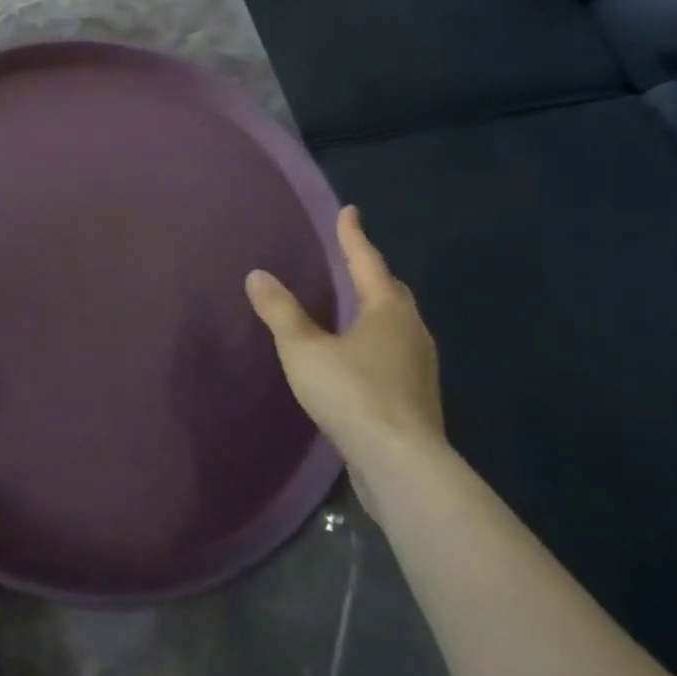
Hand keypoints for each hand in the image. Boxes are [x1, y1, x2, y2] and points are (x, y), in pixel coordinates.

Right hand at [247, 207, 443, 514]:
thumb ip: (281, 311)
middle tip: (350, 260)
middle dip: (370, 272)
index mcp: (387, 310)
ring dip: (375, 308)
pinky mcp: (416, 397)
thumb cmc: (353, 393)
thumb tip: (257, 275)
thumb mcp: (304, 349)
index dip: (353, 235)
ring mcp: (419, 366)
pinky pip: (394, 352)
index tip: (349, 210)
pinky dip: (375, 341)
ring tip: (351, 306)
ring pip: (397, 323)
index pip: (367, 261)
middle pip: (391, 291)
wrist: (401, 464)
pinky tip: (357, 356)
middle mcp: (411, 331)